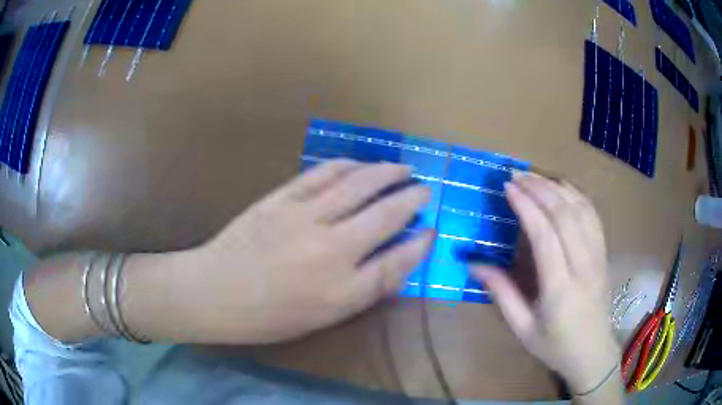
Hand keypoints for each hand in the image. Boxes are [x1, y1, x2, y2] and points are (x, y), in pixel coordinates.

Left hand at [184, 159, 432, 343]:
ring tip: (402, 168)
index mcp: (341, 292)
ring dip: (386, 173)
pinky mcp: (280, 199)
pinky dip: (346, 165)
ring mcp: (303, 218)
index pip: (397, 263)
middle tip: (425, 189)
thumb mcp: (322, 317)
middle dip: (412, 198)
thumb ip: (363, 290)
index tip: (432, 230)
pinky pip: (322, 174)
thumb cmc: (268, 316)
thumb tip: (395, 262)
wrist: (214, 293)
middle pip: (386, 215)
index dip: (420, 244)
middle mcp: (330, 251)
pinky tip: (358, 163)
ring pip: (358, 185)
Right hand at [471, 174, 619, 393]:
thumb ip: (501, 294)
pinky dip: (577, 196)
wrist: (593, 353)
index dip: (527, 207)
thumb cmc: (555, 346)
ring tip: (535, 176)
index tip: (508, 187)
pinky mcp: (604, 254)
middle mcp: (583, 266)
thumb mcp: (522, 329)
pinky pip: (593, 216)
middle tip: (517, 175)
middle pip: (565, 215)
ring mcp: (598, 257)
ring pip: (581, 210)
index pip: (545, 237)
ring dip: (557, 187)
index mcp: (560, 289)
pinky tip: (562, 188)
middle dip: (540, 189)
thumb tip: (472, 265)